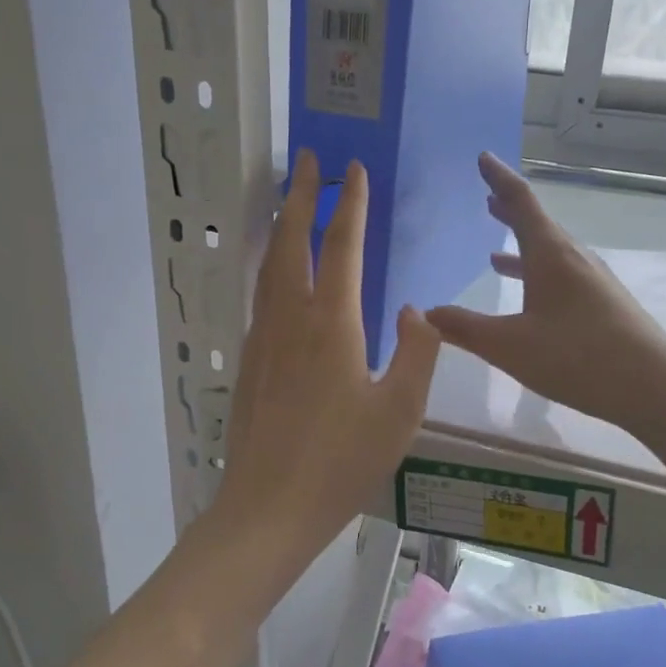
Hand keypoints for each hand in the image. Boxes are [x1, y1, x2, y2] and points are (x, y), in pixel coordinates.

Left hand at [214, 150, 440, 564]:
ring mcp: (263, 338)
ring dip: (280, 225)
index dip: (350, 205)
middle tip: (307, 159)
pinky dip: (270, 265)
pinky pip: (260, 295)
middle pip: (292, 241)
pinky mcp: (249, 361)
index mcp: (332, 325)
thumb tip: (415, 311)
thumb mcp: (399, 412)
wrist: (269, 507)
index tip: (353, 169)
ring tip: (286, 200)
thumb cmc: (341, 462)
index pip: (343, 247)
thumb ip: (416, 354)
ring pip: (269, 266)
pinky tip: (277, 273)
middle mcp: (291, 319)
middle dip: (300, 195)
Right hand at [427, 153, 665, 431]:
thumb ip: (465, 328)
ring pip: (551, 252)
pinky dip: (538, 274)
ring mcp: (593, 280)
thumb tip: (427, 313)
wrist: (652, 386)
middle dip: (509, 212)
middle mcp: (574, 258)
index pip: (521, 202)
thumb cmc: (576, 357)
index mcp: (550, 254)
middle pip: (537, 224)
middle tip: (487, 198)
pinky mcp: (603, 303)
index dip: (499, 179)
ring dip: (523, 246)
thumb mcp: (509, 345)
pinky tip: (530, 297)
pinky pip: (562, 274)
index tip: (483, 158)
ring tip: (495, 253)